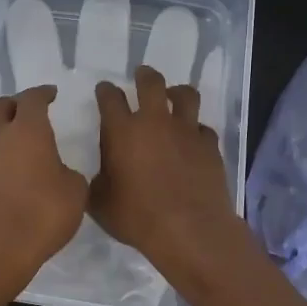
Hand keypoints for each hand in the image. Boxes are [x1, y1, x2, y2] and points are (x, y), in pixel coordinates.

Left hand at [0, 85, 88, 294]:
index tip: (51, 94)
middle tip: (29, 111)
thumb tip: (58, 173)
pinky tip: (10, 177)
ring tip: (22, 149)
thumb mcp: (75, 193)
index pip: (32, 99)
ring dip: (4, 134)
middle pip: (0, 107)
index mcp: (28, 130)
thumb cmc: (40, 215)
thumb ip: (69, 174)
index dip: (43, 93)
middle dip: (15, 104)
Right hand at [91, 65, 249, 281]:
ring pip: (185, 95)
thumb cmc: (137, 217)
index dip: (106, 91)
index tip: (105, 90)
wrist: (188, 230)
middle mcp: (154, 122)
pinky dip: (197, 130)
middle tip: (142, 75)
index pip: (110, 97)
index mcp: (122, 131)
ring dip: (177, 92)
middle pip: (151, 83)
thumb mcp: (100, 203)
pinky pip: (204, 128)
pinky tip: (193, 139)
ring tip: (173, 96)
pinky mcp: (209, 145)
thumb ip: (97, 181)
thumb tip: (100, 175)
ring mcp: (186, 131)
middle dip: (144, 75)